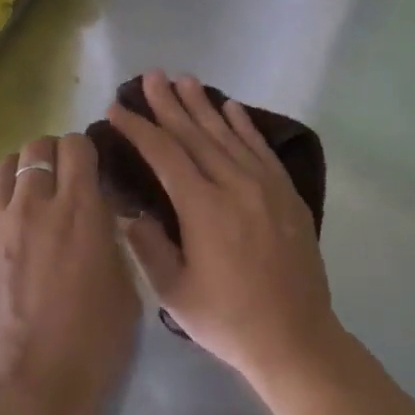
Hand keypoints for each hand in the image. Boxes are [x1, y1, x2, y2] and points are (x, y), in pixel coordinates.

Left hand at [0, 132, 140, 414]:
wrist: (31, 390)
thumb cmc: (93, 345)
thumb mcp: (126, 287)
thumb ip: (112, 240)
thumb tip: (101, 217)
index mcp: (80, 210)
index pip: (77, 146)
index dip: (87, 151)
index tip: (94, 170)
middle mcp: (35, 205)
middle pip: (37, 147)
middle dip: (54, 155)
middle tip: (65, 181)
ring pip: (3, 166)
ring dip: (23, 172)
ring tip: (33, 195)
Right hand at [105, 71, 342, 388]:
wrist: (295, 338)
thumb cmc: (228, 320)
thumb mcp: (174, 292)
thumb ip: (148, 246)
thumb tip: (132, 212)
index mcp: (203, 208)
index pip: (165, 154)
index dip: (139, 129)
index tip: (119, 109)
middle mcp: (235, 185)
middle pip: (196, 134)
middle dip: (169, 104)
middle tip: (150, 76)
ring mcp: (266, 186)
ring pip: (229, 135)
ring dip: (204, 106)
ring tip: (184, 80)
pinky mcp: (287, 194)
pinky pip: (261, 149)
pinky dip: (245, 125)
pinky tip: (232, 108)